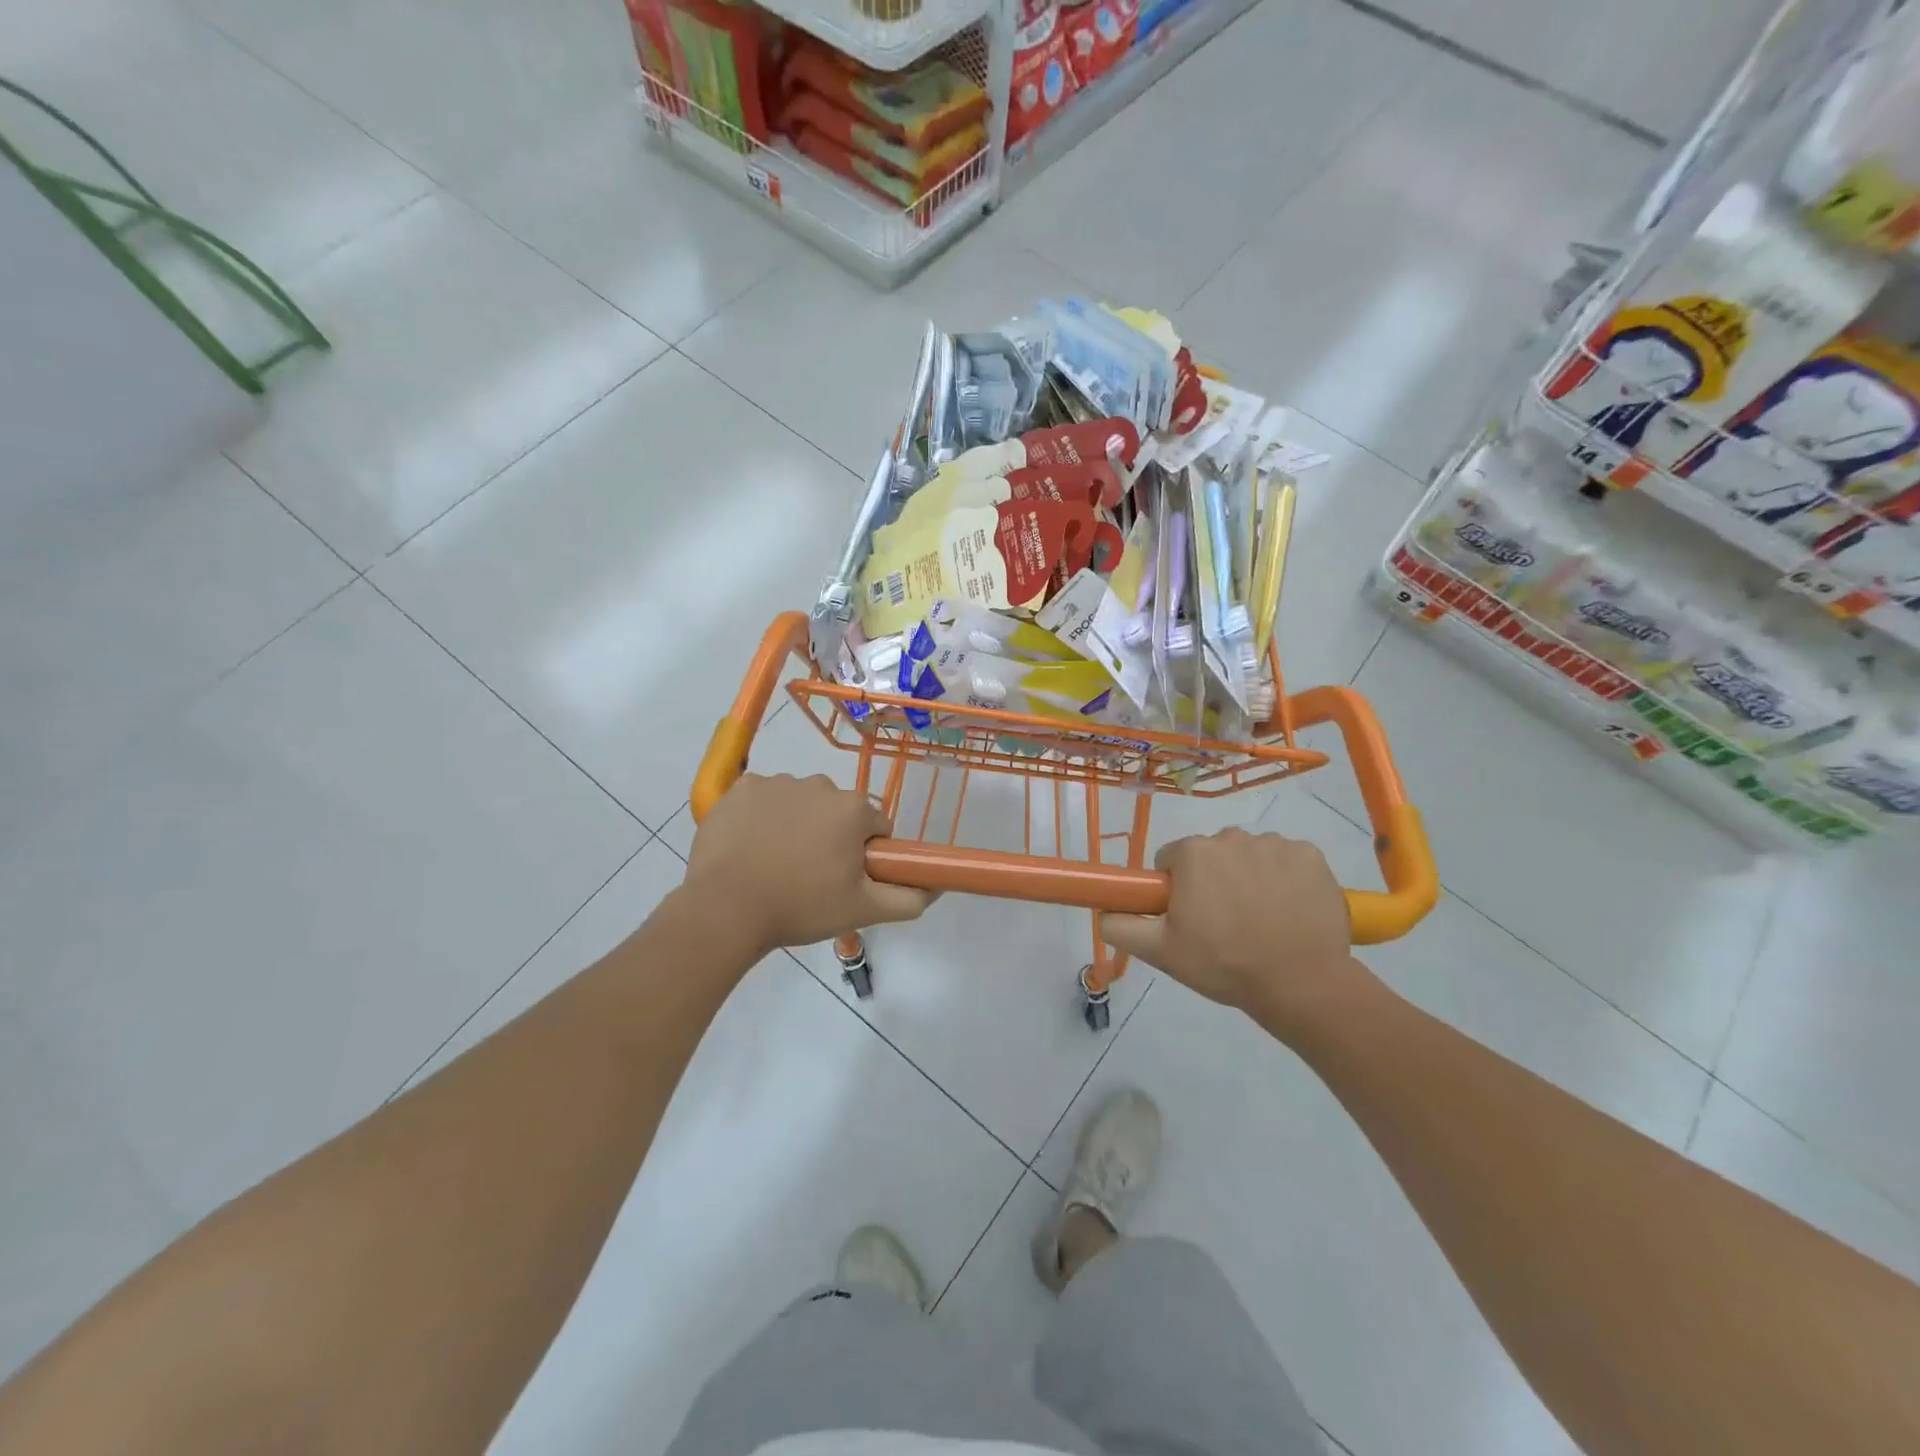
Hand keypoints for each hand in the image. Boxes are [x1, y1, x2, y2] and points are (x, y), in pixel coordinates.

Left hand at [684, 774, 933, 954]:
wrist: (726, 910)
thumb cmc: (801, 907)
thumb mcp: (863, 910)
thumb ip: (908, 898)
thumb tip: (935, 887)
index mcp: (852, 809)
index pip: (875, 825)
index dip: (866, 853)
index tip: (846, 877)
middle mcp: (819, 785)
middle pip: (837, 811)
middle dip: (831, 836)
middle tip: (811, 876)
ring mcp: (776, 783)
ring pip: (800, 802)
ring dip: (797, 824)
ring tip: (776, 864)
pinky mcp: (740, 789)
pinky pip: (763, 798)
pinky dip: (762, 816)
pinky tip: (751, 847)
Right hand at [1100, 829, 1365, 1033]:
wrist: (1302, 984)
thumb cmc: (1224, 964)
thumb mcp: (1160, 952)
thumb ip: (1120, 926)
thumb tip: (1102, 909)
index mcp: (1193, 854)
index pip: (1171, 860)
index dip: (1177, 889)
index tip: (1190, 918)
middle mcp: (1232, 837)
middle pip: (1212, 855)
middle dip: (1213, 881)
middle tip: (1225, 925)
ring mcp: (1276, 844)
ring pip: (1250, 856)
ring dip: (1250, 879)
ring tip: (1262, 922)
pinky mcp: (1312, 856)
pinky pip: (1287, 860)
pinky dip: (1286, 879)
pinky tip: (1290, 912)